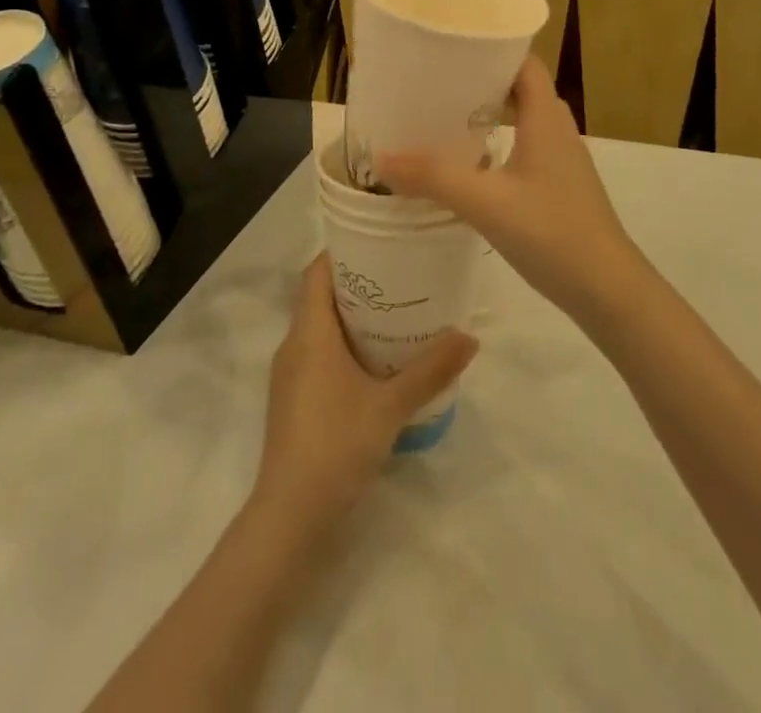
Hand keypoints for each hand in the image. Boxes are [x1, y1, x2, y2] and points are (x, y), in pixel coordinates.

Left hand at [253, 255, 476, 537]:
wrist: (290, 517)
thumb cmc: (335, 445)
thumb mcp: (390, 405)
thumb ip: (430, 370)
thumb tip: (470, 336)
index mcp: (309, 332)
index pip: (317, 272)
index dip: (342, 252)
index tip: (378, 242)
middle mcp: (294, 345)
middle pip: (320, 296)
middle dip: (357, 283)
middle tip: (400, 276)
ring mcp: (290, 375)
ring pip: (320, 328)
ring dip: (353, 317)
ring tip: (396, 313)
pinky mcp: (294, 400)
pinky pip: (318, 354)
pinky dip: (345, 346)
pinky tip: (378, 362)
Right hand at [378, 57, 643, 322]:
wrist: (607, 289)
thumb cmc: (552, 232)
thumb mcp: (486, 203)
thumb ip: (433, 178)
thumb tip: (381, 158)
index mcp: (546, 117)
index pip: (524, 62)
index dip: (492, 48)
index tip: (451, 48)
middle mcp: (557, 129)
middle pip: (520, 87)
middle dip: (481, 80)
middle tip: (437, 82)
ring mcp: (562, 159)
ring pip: (524, 119)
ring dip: (489, 113)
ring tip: (445, 117)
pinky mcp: (559, 185)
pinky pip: (526, 147)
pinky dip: (499, 143)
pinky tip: (470, 164)